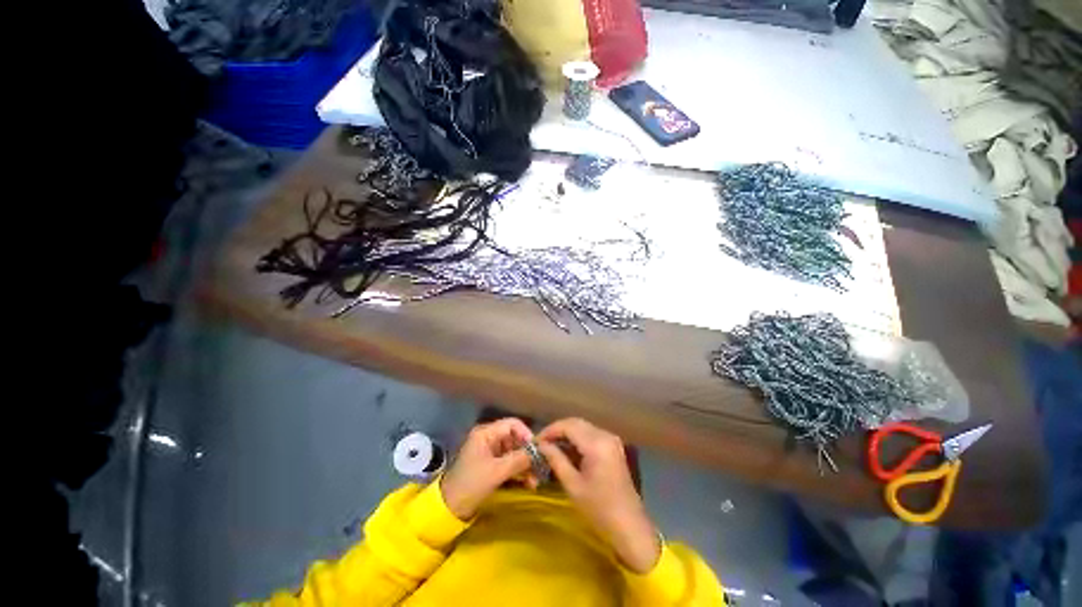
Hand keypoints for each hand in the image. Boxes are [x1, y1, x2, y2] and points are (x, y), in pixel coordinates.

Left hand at [440, 418, 534, 519]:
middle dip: (527, 454)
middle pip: (515, 439)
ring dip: (525, 466)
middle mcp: (489, 439)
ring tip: (535, 482)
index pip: (512, 424)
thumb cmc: (471, 484)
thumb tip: (539, 452)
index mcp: (486, 433)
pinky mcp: (492, 467)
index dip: (526, 434)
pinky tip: (529, 484)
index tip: (537, 449)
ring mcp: (491, 453)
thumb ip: (518, 460)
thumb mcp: (496, 471)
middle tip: (540, 468)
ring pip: (514, 453)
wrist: (449, 510)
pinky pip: (510, 464)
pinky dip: (519, 472)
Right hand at [537, 418, 660, 573]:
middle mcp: (605, 435)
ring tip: (551, 447)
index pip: (568, 426)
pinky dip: (578, 439)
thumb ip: (556, 459)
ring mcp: (611, 440)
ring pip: (583, 427)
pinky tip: (567, 451)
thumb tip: (541, 445)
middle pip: (576, 423)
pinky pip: (591, 435)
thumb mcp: (572, 485)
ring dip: (567, 434)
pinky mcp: (613, 447)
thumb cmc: (599, 509)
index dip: (550, 430)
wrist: (629, 527)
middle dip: (558, 430)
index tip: (536, 441)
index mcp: (596, 443)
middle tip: (542, 444)